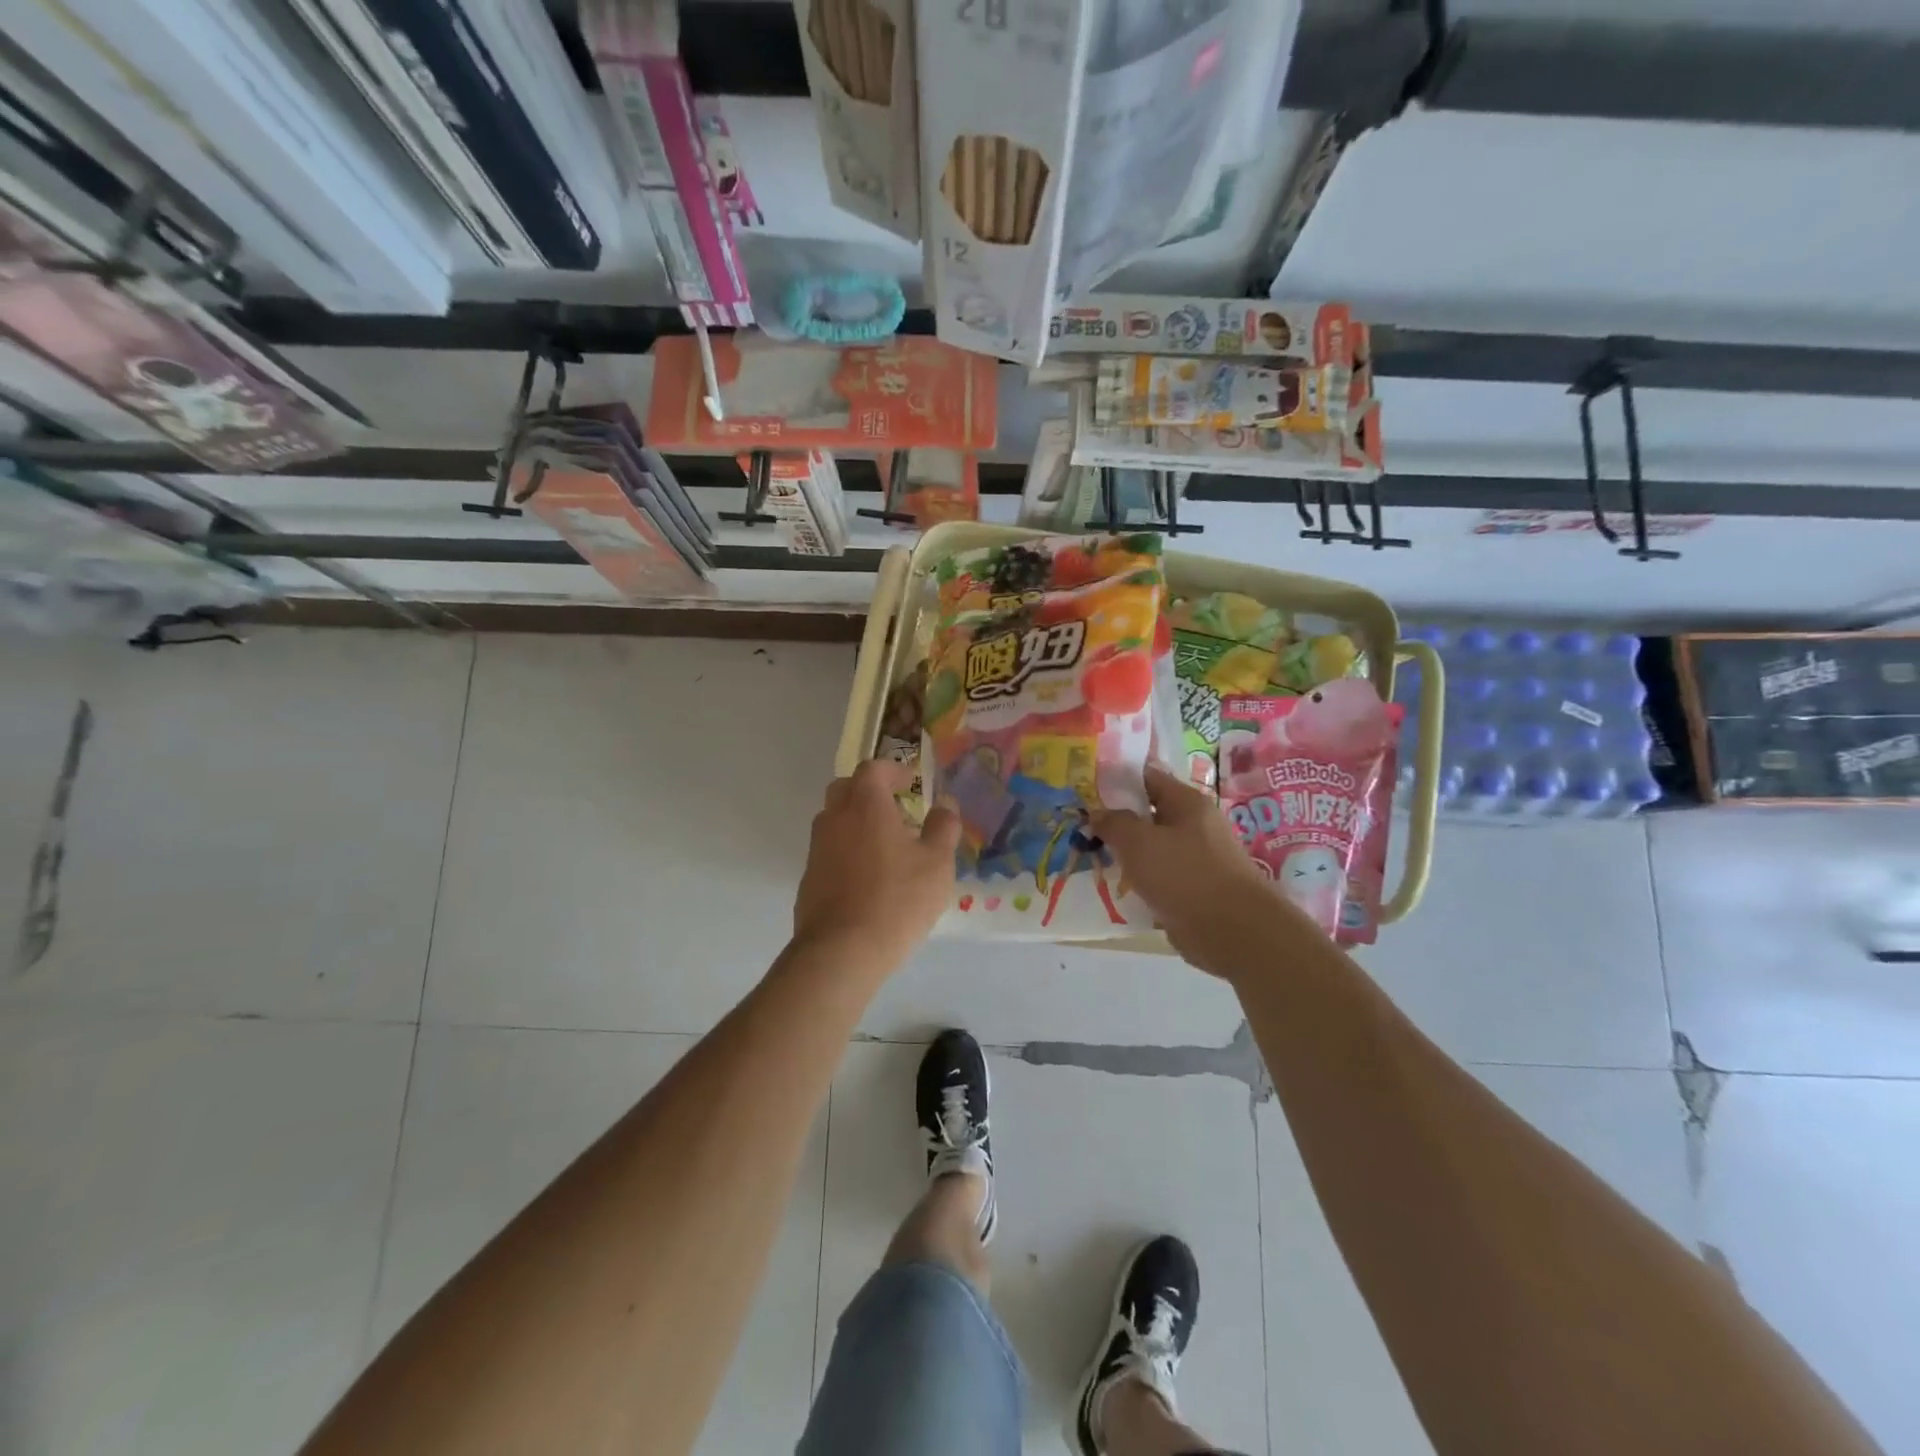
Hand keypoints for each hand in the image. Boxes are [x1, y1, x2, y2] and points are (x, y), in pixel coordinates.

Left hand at [792, 759, 960, 969]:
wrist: (842, 951)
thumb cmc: (897, 899)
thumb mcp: (936, 863)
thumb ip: (943, 827)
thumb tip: (945, 804)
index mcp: (865, 804)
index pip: (874, 769)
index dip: (894, 770)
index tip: (912, 782)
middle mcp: (834, 818)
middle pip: (846, 788)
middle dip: (870, 791)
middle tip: (897, 808)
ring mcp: (817, 848)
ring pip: (835, 819)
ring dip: (858, 821)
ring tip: (887, 845)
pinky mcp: (809, 878)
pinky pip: (830, 850)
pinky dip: (848, 850)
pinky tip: (869, 877)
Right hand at [1092, 764, 1312, 977]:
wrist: (1233, 932)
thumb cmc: (1185, 875)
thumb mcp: (1139, 842)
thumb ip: (1114, 823)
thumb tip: (1098, 813)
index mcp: (1187, 802)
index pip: (1147, 777)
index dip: (1116, 780)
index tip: (1086, 789)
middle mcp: (1194, 826)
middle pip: (1148, 814)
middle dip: (1116, 820)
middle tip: (1081, 826)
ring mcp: (1196, 859)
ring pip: (1152, 848)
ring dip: (1126, 854)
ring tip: (1091, 858)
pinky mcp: (1194, 890)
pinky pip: (1160, 877)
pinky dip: (1140, 881)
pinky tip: (1116, 888)